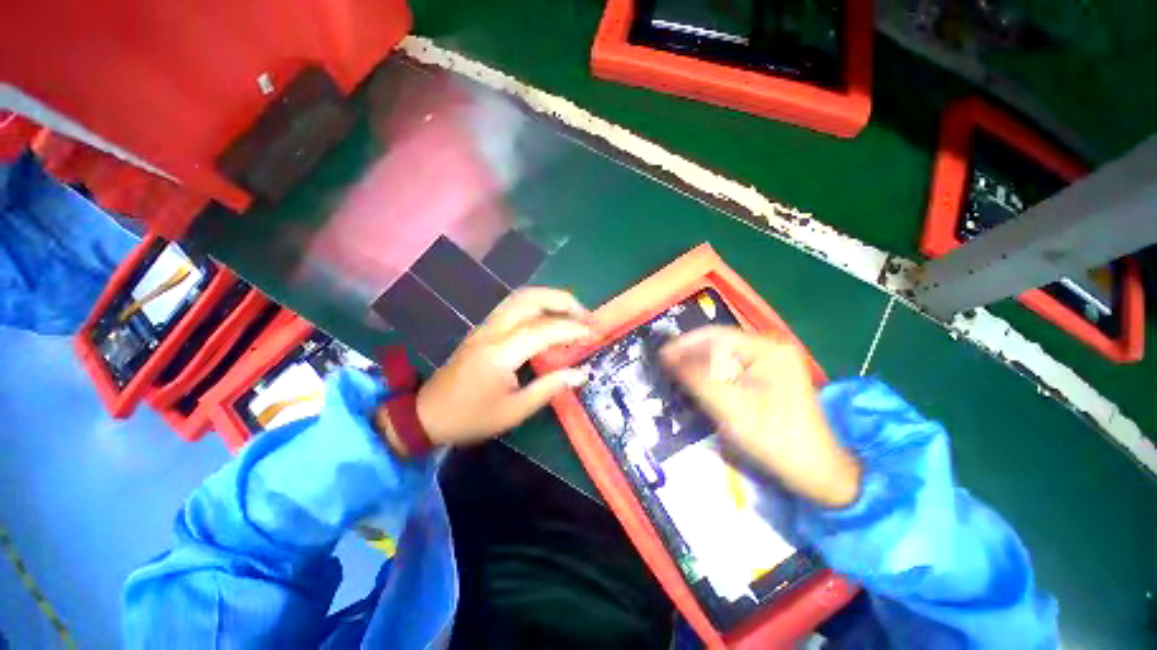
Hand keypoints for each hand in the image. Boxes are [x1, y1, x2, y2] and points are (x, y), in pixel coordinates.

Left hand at [414, 287, 591, 446]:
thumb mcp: (514, 411)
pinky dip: (537, 304)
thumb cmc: (472, 417)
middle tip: (586, 315)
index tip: (593, 333)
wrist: (428, 414)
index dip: (572, 329)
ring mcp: (485, 326)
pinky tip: (549, 317)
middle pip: (530, 299)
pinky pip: (514, 305)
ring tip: (572, 312)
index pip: (543, 329)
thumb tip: (580, 373)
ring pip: (521, 297)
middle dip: (563, 301)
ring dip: (550, 298)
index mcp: (500, 353)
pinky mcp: (483, 328)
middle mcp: (492, 331)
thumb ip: (549, 388)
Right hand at [660, 326, 860, 507]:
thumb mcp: (730, 407)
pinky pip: (731, 371)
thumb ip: (696, 378)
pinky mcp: (767, 379)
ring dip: (699, 368)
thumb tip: (666, 356)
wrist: (816, 472)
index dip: (684, 344)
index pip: (714, 335)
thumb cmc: (774, 438)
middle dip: (691, 357)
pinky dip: (712, 378)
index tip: (660, 357)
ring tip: (677, 380)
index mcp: (766, 349)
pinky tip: (700, 389)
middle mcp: (769, 349)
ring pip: (722, 359)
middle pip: (718, 345)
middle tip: (666, 371)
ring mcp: (770, 364)